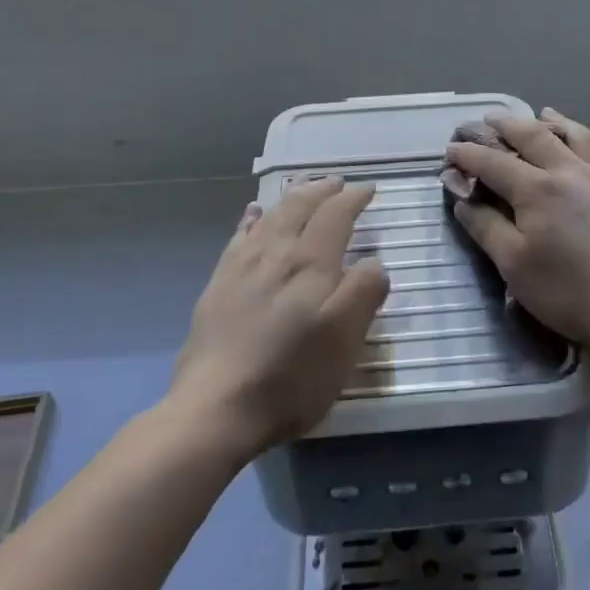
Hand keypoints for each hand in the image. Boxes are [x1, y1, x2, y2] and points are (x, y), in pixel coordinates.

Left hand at [168, 177, 390, 460]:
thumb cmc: (292, 375)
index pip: (335, 215)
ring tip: (302, 188)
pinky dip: (252, 219)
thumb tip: (373, 263)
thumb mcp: (345, 339)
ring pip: (269, 216)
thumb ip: (364, 292)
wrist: (217, 407)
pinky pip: (239, 236)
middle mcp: (275, 253)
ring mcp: (241, 267)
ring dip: (291, 198)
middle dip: (321, 190)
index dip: (353, 199)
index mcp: (310, 263)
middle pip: (299, 207)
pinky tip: (253, 215)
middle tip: (337, 183)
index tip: (368, 189)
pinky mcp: (218, 286)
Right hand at [444, 109, 589, 358]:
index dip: (468, 154)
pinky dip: (581, 134)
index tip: (450, 150)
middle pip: (531, 135)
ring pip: (570, 132)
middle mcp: (568, 170)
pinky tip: (579, 137)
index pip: (493, 162)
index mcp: (536, 189)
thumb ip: (485, 227)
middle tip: (486, 120)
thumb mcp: (515, 266)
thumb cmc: (570, 292)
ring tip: (536, 115)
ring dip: (547, 121)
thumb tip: (462, 199)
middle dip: (504, 125)